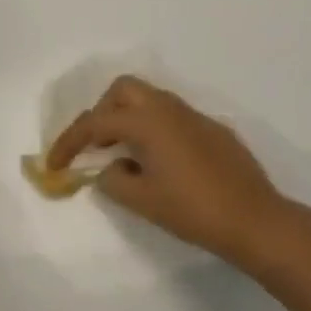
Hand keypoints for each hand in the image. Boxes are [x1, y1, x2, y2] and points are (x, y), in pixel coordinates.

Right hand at [45, 76, 285, 267]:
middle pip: (123, 90)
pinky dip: (154, 129)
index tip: (54, 164)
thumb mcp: (142, 200)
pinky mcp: (213, 130)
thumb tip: (108, 169)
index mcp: (147, 120)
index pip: (95, 122)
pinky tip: (161, 163)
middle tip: (96, 145)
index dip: (69, 142)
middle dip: (102, 112)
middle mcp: (168, 108)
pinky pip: (172, 117)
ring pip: (150, 100)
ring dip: (129, 118)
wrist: (255, 220)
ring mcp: (194, 116)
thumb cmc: (193, 209)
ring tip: (124, 155)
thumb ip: (113, 180)